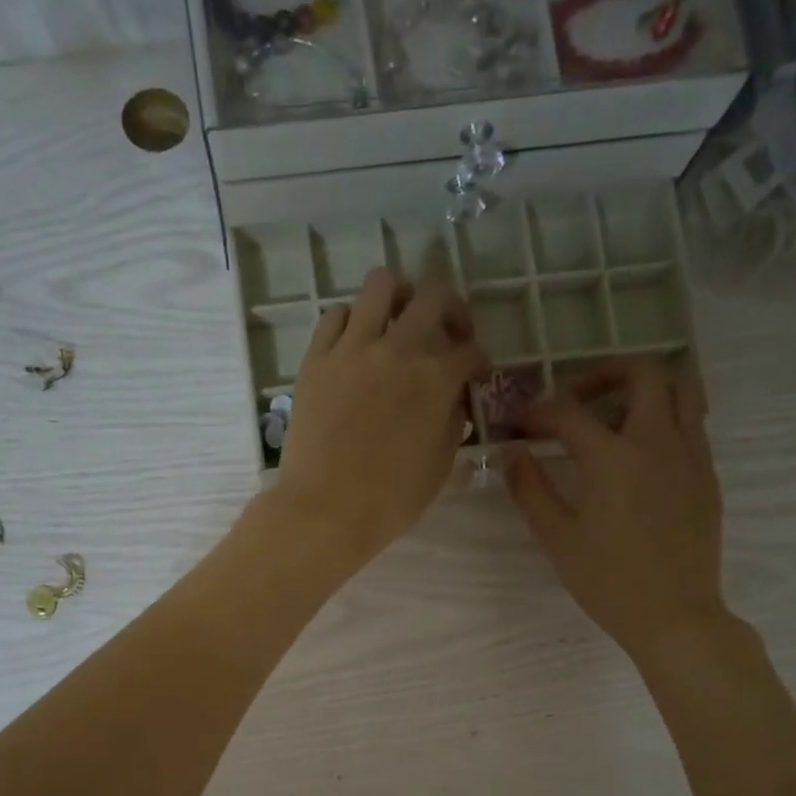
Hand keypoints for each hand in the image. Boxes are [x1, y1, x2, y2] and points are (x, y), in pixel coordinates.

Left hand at [269, 267, 487, 567]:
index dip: (479, 361)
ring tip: (398, 319)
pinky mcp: (316, 359)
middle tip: (447, 334)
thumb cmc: (389, 501)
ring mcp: (352, 349)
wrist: (324, 510)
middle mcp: (398, 350)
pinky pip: (335, 316)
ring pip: (381, 285)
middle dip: (451, 311)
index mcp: (436, 379)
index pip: (470, 350)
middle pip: (435, 297)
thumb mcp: (438, 468)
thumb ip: (451, 425)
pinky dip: (351, 321)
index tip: (475, 375)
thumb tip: (452, 403)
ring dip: (398, 296)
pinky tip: (355, 341)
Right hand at [506, 357, 732, 663]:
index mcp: (611, 458)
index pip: (568, 412)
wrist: (675, 615)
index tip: (520, 424)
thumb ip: (530, 488)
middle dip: (601, 374)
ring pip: (678, 388)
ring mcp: (689, 453)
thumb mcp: (557, 538)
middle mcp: (656, 441)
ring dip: (642, 387)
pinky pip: (692, 420)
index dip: (537, 411)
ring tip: (614, 414)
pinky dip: (665, 415)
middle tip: (575, 400)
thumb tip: (514, 451)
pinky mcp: (707, 472)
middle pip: (640, 372)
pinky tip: (641, 450)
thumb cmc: (607, 581)